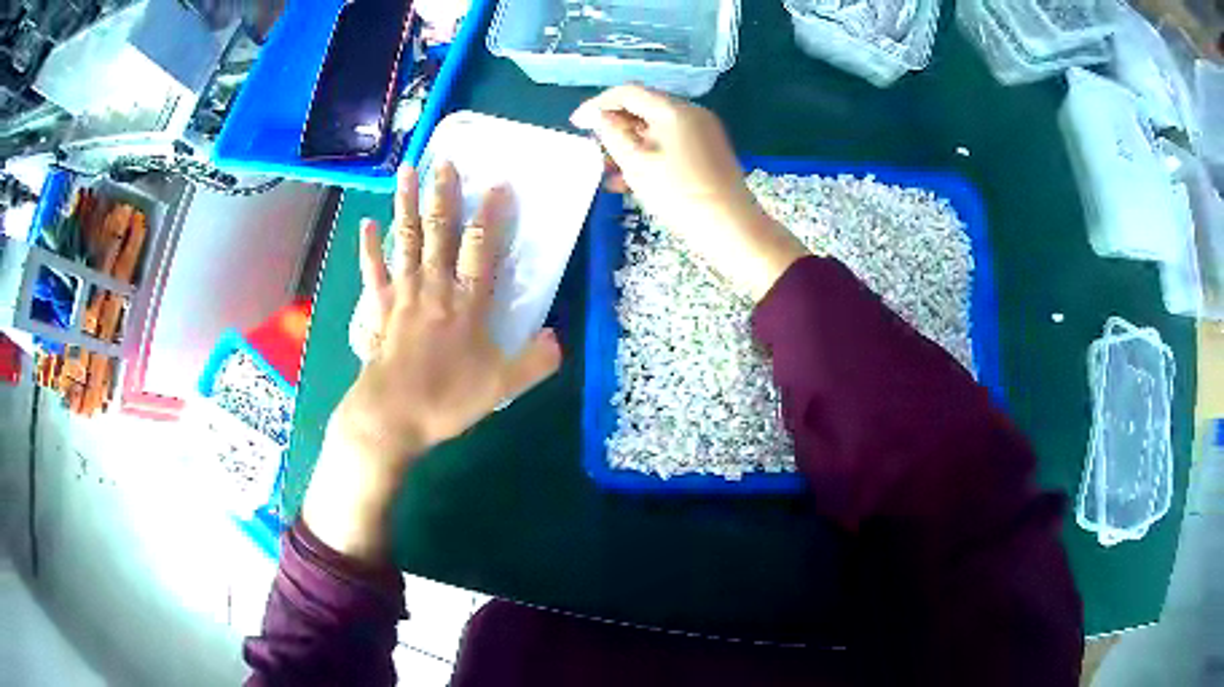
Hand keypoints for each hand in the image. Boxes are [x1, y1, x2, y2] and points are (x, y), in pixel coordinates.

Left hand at [304, 164, 562, 562]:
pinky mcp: (378, 309)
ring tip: (406, 171)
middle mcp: (434, 289)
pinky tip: (366, 223)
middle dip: (443, 195)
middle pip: (439, 233)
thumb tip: (557, 337)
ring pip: (405, 241)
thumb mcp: (501, 387)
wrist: (391, 418)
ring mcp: (402, 295)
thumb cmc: (445, 401)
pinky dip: (369, 247)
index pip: (481, 249)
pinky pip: (373, 272)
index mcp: (466, 304)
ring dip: (405, 204)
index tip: (497, 183)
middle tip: (445, 161)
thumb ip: (534, 362)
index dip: (490, 215)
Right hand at [570, 85, 809, 300]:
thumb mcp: (635, 163)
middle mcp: (690, 113)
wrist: (732, 228)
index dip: (598, 104)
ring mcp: (703, 132)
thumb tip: (598, 115)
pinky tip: (631, 180)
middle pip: (643, 108)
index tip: (577, 124)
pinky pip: (671, 144)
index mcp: (673, 110)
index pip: (628, 92)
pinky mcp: (708, 151)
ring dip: (629, 145)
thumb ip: (612, 133)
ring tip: (609, 171)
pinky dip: (649, 155)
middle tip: (595, 149)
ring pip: (656, 129)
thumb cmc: (679, 194)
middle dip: (615, 127)